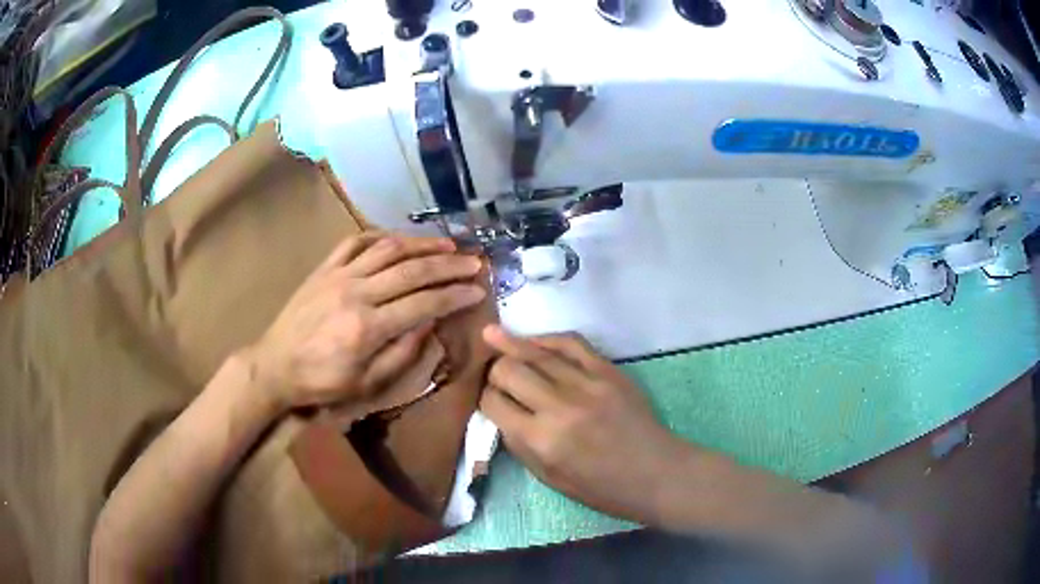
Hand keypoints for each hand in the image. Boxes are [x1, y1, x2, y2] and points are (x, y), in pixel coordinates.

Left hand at [248, 234, 485, 412]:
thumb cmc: (321, 382)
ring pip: (387, 249)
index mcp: (367, 328)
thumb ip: (401, 354)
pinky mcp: (324, 268)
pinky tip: (398, 239)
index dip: (455, 295)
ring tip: (448, 243)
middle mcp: (356, 293)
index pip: (423, 303)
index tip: (478, 290)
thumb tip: (430, 325)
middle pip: (411, 270)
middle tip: (474, 261)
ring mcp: (338, 275)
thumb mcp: (366, 384)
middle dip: (448, 264)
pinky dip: (380, 236)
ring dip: (421, 243)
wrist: (275, 365)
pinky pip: (355, 242)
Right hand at [479, 325, 686, 523]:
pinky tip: (533, 339)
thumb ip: (519, 444)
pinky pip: (570, 343)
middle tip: (494, 374)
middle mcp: (559, 406)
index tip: (486, 397)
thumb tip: (500, 412)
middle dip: (494, 369)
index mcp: (541, 440)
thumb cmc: (600, 488)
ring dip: (511, 345)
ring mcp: (586, 383)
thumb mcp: (548, 478)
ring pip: (536, 352)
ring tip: (492, 334)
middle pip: (509, 369)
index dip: (483, 397)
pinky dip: (547, 339)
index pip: (494, 403)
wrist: (655, 473)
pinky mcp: (608, 370)